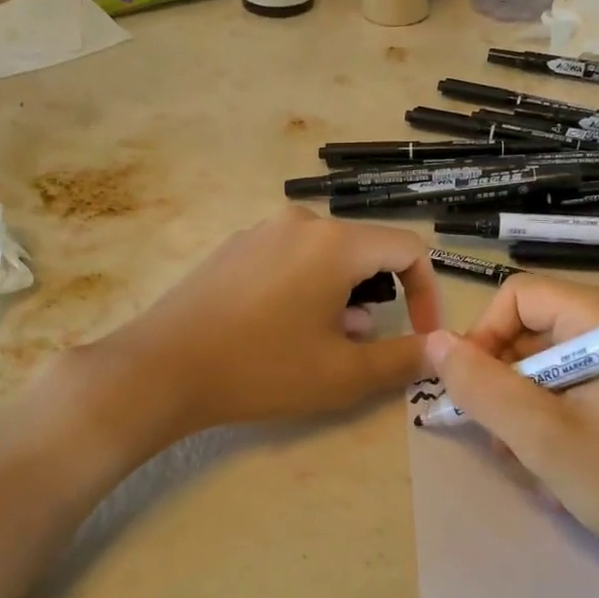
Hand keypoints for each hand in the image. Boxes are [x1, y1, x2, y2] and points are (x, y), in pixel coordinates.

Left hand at [93, 207, 440, 439]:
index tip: (420, 335)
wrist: (160, 368)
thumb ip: (402, 359)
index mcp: (335, 242)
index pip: (408, 249)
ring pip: (326, 256)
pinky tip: (280, 330)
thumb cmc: (260, 369)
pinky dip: (306, 289)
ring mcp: (261, 231)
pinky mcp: (234, 248)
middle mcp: (300, 222)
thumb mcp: (343, 374)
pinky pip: (290, 259)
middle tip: (359, 345)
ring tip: (321, 343)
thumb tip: (438, 350)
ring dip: (341, 297)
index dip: (427, 292)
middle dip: (378, 298)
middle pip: (365, 251)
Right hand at [424, 275, 598, 587]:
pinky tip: (561, 468)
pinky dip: (556, 422)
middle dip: (506, 386)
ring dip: (528, 412)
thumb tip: (435, 344)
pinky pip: (577, 390)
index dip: (483, 337)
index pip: (519, 296)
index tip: (472, 392)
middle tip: (502, 441)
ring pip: (550, 366)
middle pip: (533, 331)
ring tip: (533, 464)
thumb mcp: (545, 439)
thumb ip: (484, 388)